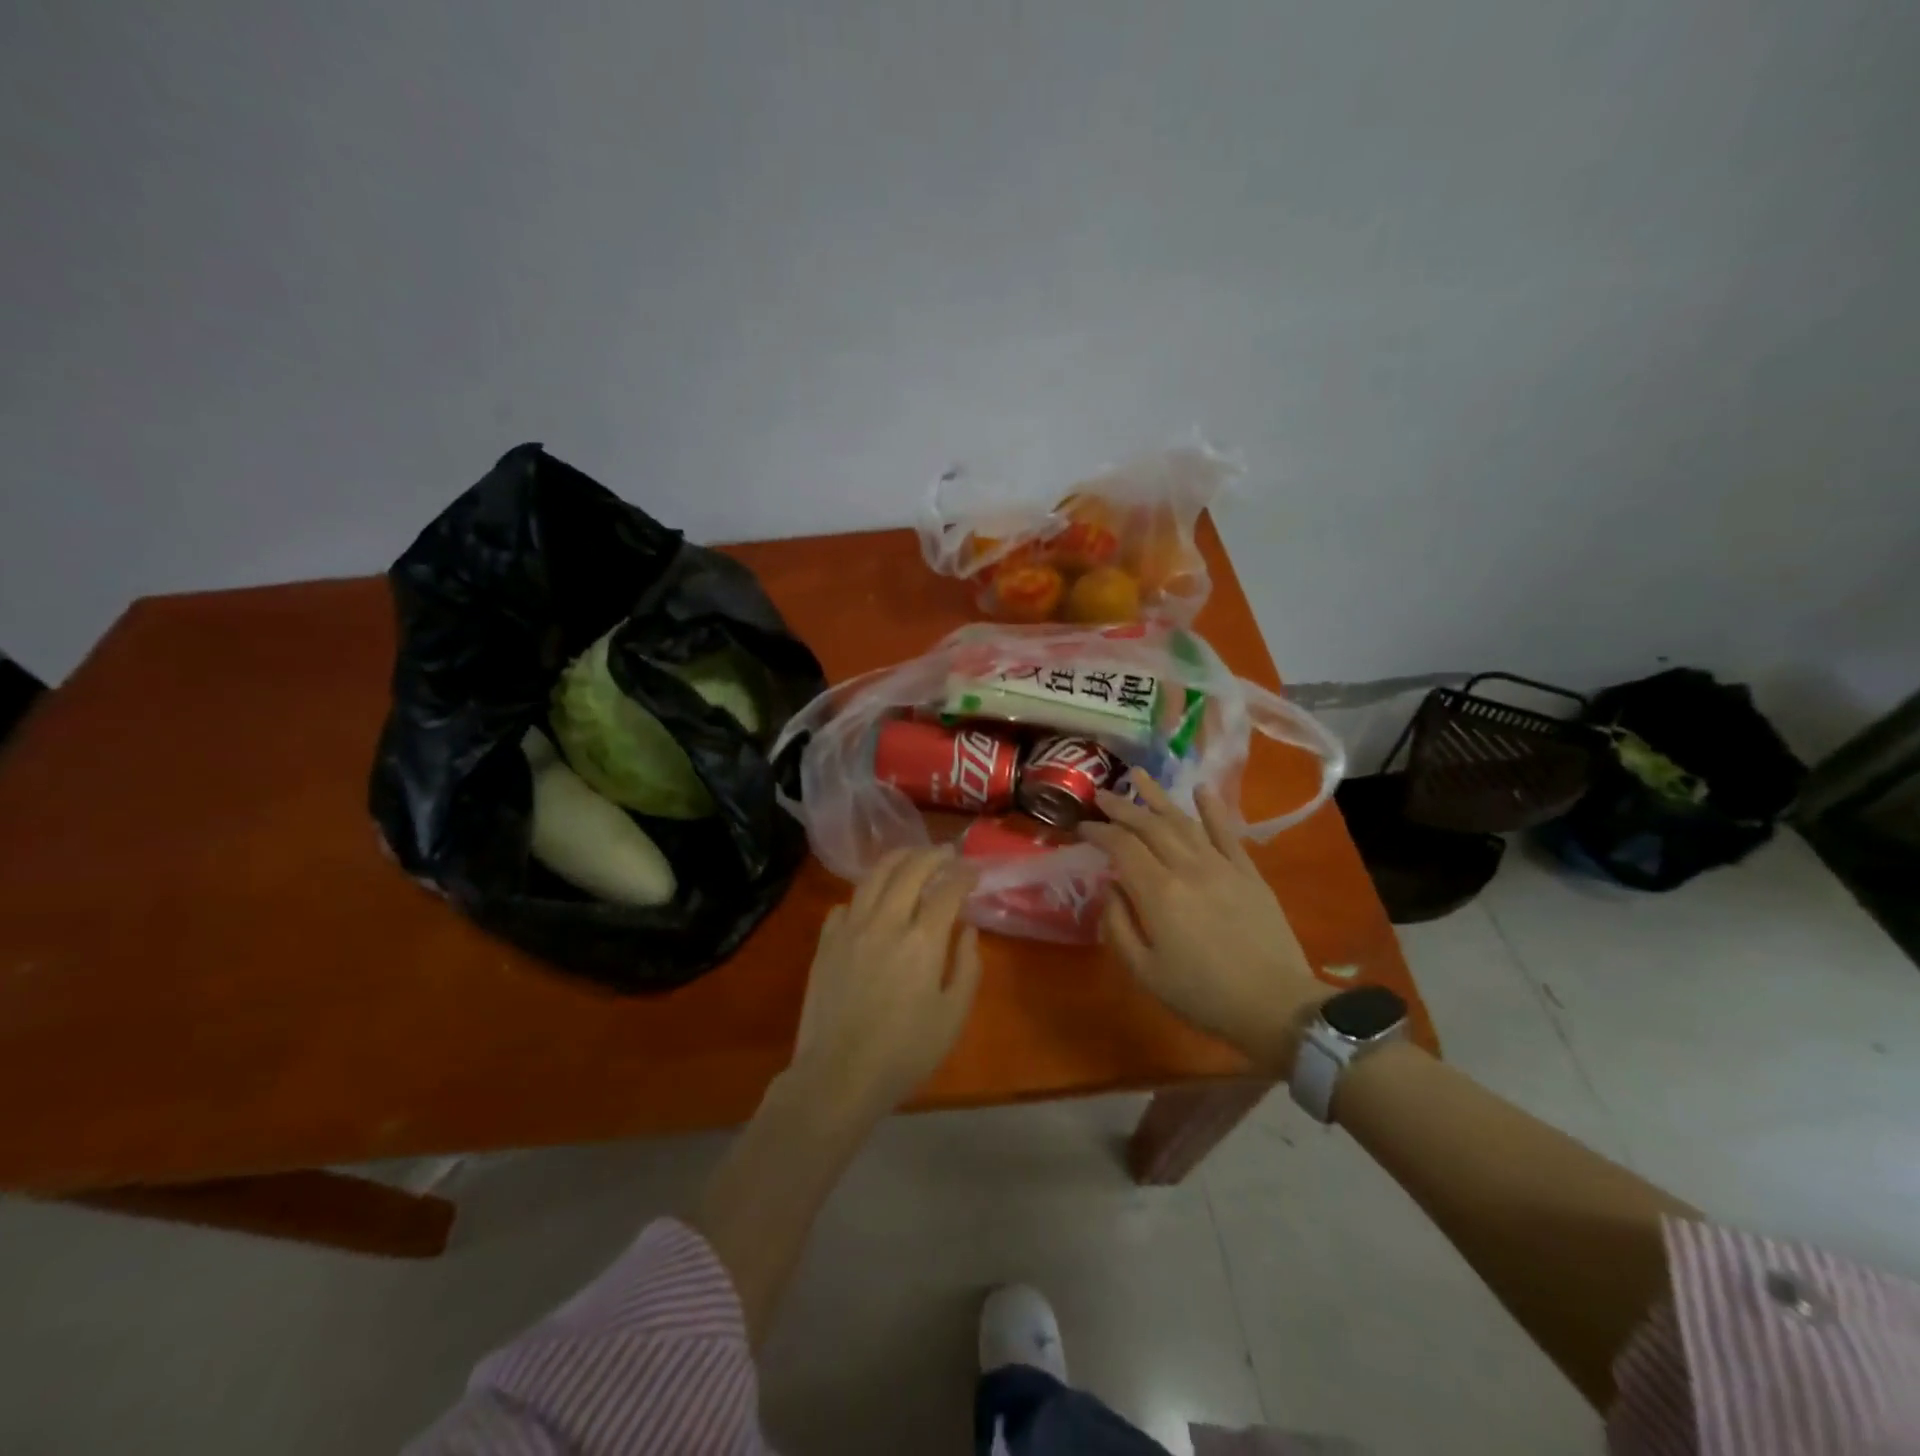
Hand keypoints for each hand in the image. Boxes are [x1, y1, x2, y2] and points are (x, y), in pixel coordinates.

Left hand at [786, 846, 983, 1120]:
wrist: (838, 1077)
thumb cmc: (904, 1053)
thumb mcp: (952, 1016)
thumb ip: (967, 967)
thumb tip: (968, 930)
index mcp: (922, 941)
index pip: (947, 890)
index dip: (964, 875)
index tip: (974, 871)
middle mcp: (886, 922)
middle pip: (910, 870)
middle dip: (933, 855)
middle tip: (946, 853)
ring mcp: (850, 929)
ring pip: (873, 877)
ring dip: (897, 859)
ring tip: (911, 856)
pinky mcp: (826, 943)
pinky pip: (845, 904)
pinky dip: (863, 893)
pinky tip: (871, 899)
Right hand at [1080, 777, 1325, 1069]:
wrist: (1277, 1006)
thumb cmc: (1203, 995)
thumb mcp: (1145, 971)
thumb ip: (1119, 925)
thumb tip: (1110, 887)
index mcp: (1159, 892)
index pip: (1122, 847)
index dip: (1099, 832)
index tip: (1082, 826)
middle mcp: (1188, 868)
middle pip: (1149, 826)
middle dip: (1122, 807)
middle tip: (1101, 794)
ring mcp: (1222, 866)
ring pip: (1184, 821)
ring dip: (1158, 797)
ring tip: (1139, 775)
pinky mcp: (1248, 873)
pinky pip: (1228, 832)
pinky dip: (1213, 809)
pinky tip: (1201, 789)